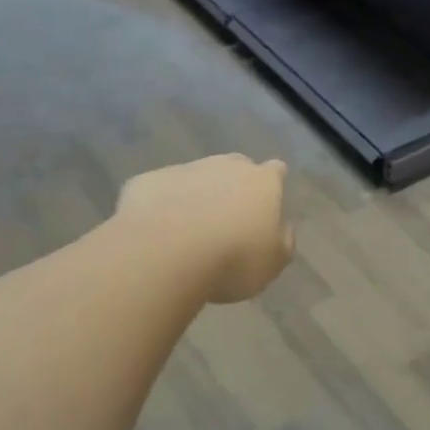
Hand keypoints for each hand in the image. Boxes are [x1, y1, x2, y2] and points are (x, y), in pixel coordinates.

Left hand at [114, 154, 294, 303]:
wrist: (164, 253)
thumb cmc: (232, 259)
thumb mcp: (273, 263)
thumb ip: (282, 241)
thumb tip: (280, 229)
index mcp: (262, 182)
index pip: (276, 171)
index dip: (273, 185)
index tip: (267, 205)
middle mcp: (225, 166)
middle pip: (235, 167)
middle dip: (233, 186)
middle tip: (227, 220)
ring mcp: (184, 169)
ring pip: (195, 177)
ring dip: (196, 196)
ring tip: (188, 232)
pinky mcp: (147, 181)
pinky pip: (160, 192)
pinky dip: (161, 206)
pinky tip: (156, 234)